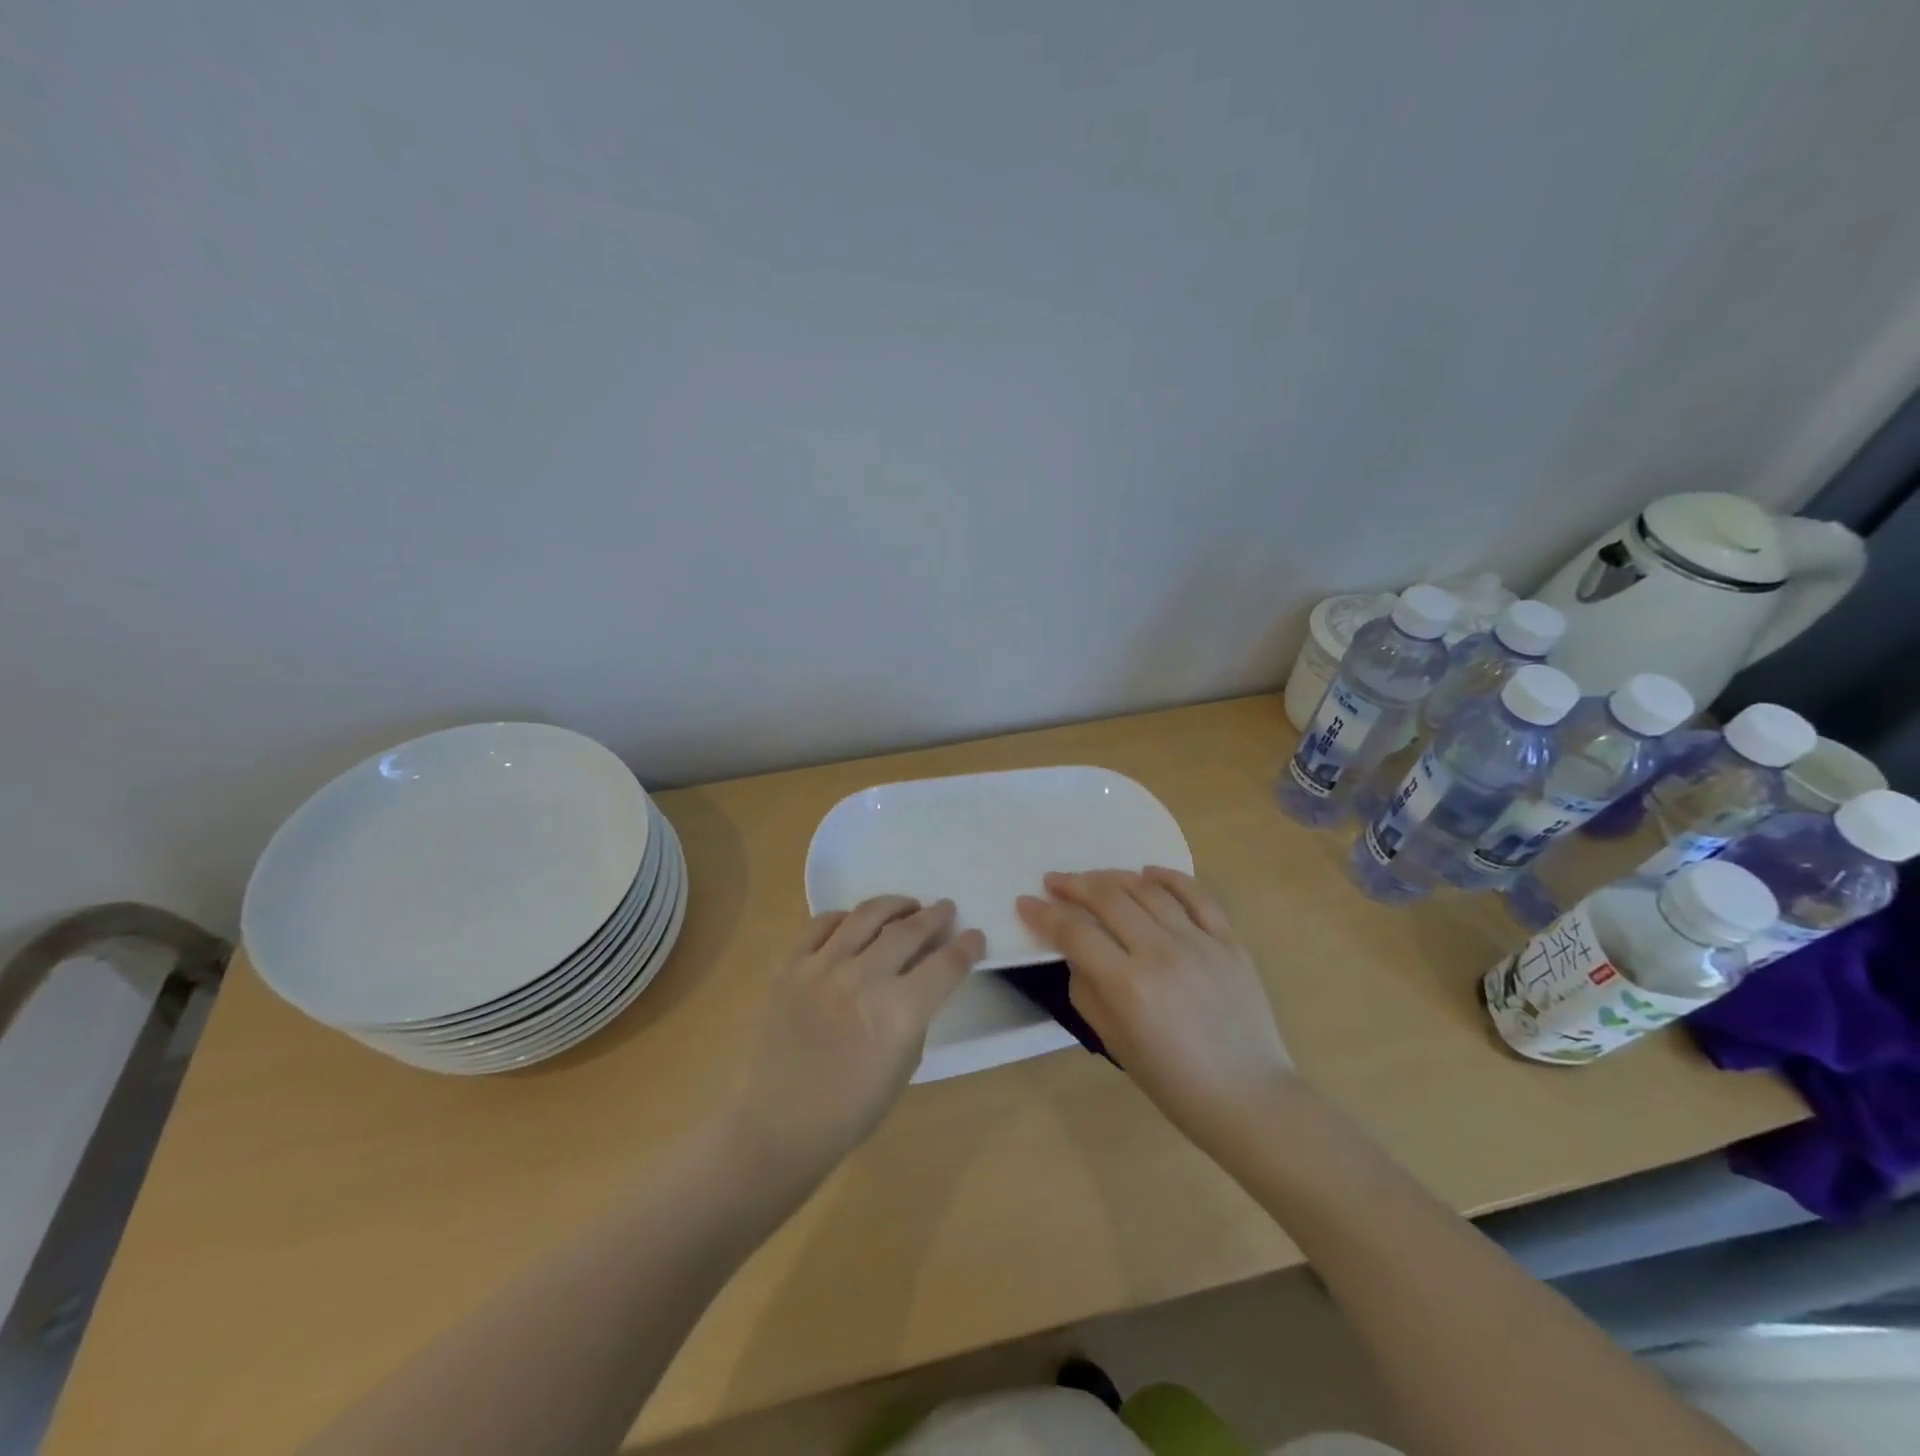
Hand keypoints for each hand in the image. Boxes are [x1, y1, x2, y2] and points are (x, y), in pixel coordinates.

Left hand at [723, 897, 984, 1185]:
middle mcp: (864, 979)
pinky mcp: (791, 966)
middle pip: (909, 930)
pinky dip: (845, 917)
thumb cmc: (850, 1109)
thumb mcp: (904, 1065)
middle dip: (935, 916)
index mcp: (899, 1012)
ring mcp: (822, 967)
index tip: (975, 936)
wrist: (778, 1123)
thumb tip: (922, 980)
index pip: (946, 965)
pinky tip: (855, 922)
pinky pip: (821, 925)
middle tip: (946, 909)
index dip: (966, 947)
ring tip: (907, 906)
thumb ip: (917, 1015)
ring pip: (866, 915)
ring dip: (895, 905)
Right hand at [1017, 868, 1291, 1149]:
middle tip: (1054, 881)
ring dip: (1114, 877)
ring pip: (1148, 889)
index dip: (1045, 914)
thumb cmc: (1173, 1082)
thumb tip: (1077, 952)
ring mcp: (1200, 942)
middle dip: (1074, 884)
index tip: (1026, 903)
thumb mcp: (1114, 1044)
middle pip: (1109, 899)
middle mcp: (1162, 953)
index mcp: (1129, 986)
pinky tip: (1149, 872)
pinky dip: (1170, 877)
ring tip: (1094, 878)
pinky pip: (1198, 896)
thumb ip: (1087, 991)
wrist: (1249, 1097)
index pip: (1075, 933)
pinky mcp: (1230, 941)